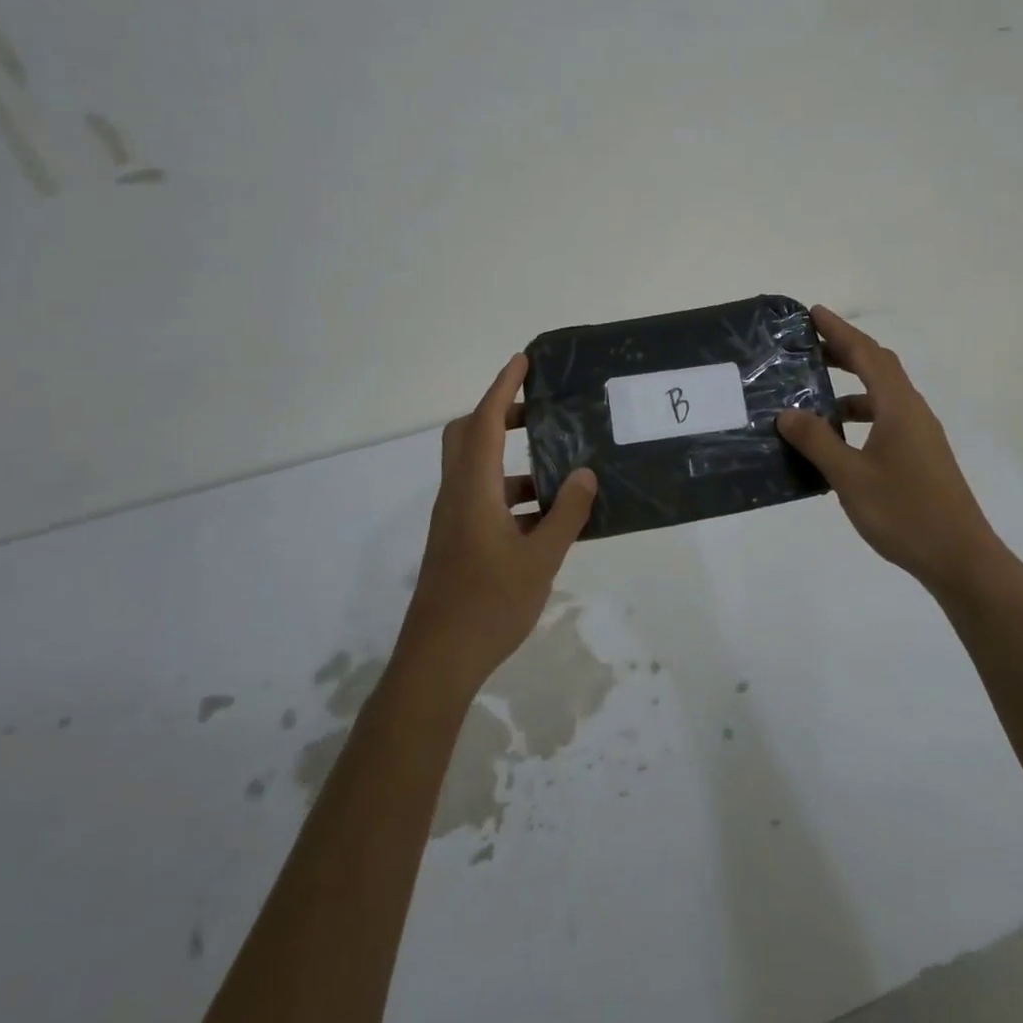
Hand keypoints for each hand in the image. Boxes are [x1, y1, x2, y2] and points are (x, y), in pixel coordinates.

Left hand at [395, 353, 598, 694]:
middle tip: (538, 411)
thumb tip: (584, 474)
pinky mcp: (457, 542)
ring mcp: (454, 520)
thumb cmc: (489, 605)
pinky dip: (511, 492)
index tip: (523, 361)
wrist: (438, 661)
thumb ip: (566, 514)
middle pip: (469, 436)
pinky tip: (546, 516)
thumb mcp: (540, 559)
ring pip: (476, 469)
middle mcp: (458, 495)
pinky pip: (483, 498)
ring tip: (558, 467)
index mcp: (474, 490)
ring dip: (510, 458)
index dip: (503, 387)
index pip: (486, 422)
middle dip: (500, 413)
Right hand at [778, 307, 997, 595]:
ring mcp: (920, 434)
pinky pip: (885, 418)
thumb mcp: (851, 477)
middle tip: (809, 345)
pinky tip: (837, 438)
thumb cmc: (904, 512)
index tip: (813, 313)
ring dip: (851, 386)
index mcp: (899, 407)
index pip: (867, 354)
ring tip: (815, 392)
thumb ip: (817, 442)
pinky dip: (860, 415)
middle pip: (879, 367)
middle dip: (845, 350)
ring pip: (883, 395)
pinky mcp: (920, 455)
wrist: (960, 558)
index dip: (840, 331)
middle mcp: (913, 411)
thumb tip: (787, 413)